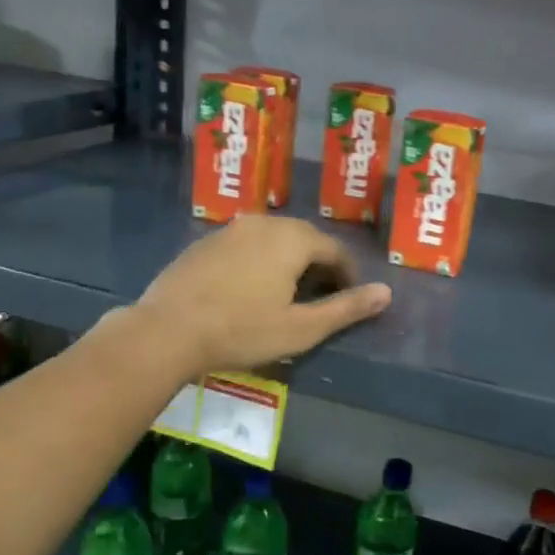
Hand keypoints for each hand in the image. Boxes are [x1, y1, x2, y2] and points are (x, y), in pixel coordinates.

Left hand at [132, 215, 391, 374]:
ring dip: (288, 261)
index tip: (349, 299)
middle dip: (319, 265)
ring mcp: (230, 229)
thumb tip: (386, 293)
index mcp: (292, 239)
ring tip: (287, 294)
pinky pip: (246, 245)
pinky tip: (249, 289)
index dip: (347, 275)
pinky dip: (259, 261)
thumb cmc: (241, 331)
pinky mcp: (206, 241)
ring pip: (273, 239)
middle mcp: (264, 223)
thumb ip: (346, 308)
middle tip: (321, 298)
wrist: (168, 330)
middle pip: (304, 239)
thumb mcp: (301, 328)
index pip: (334, 249)